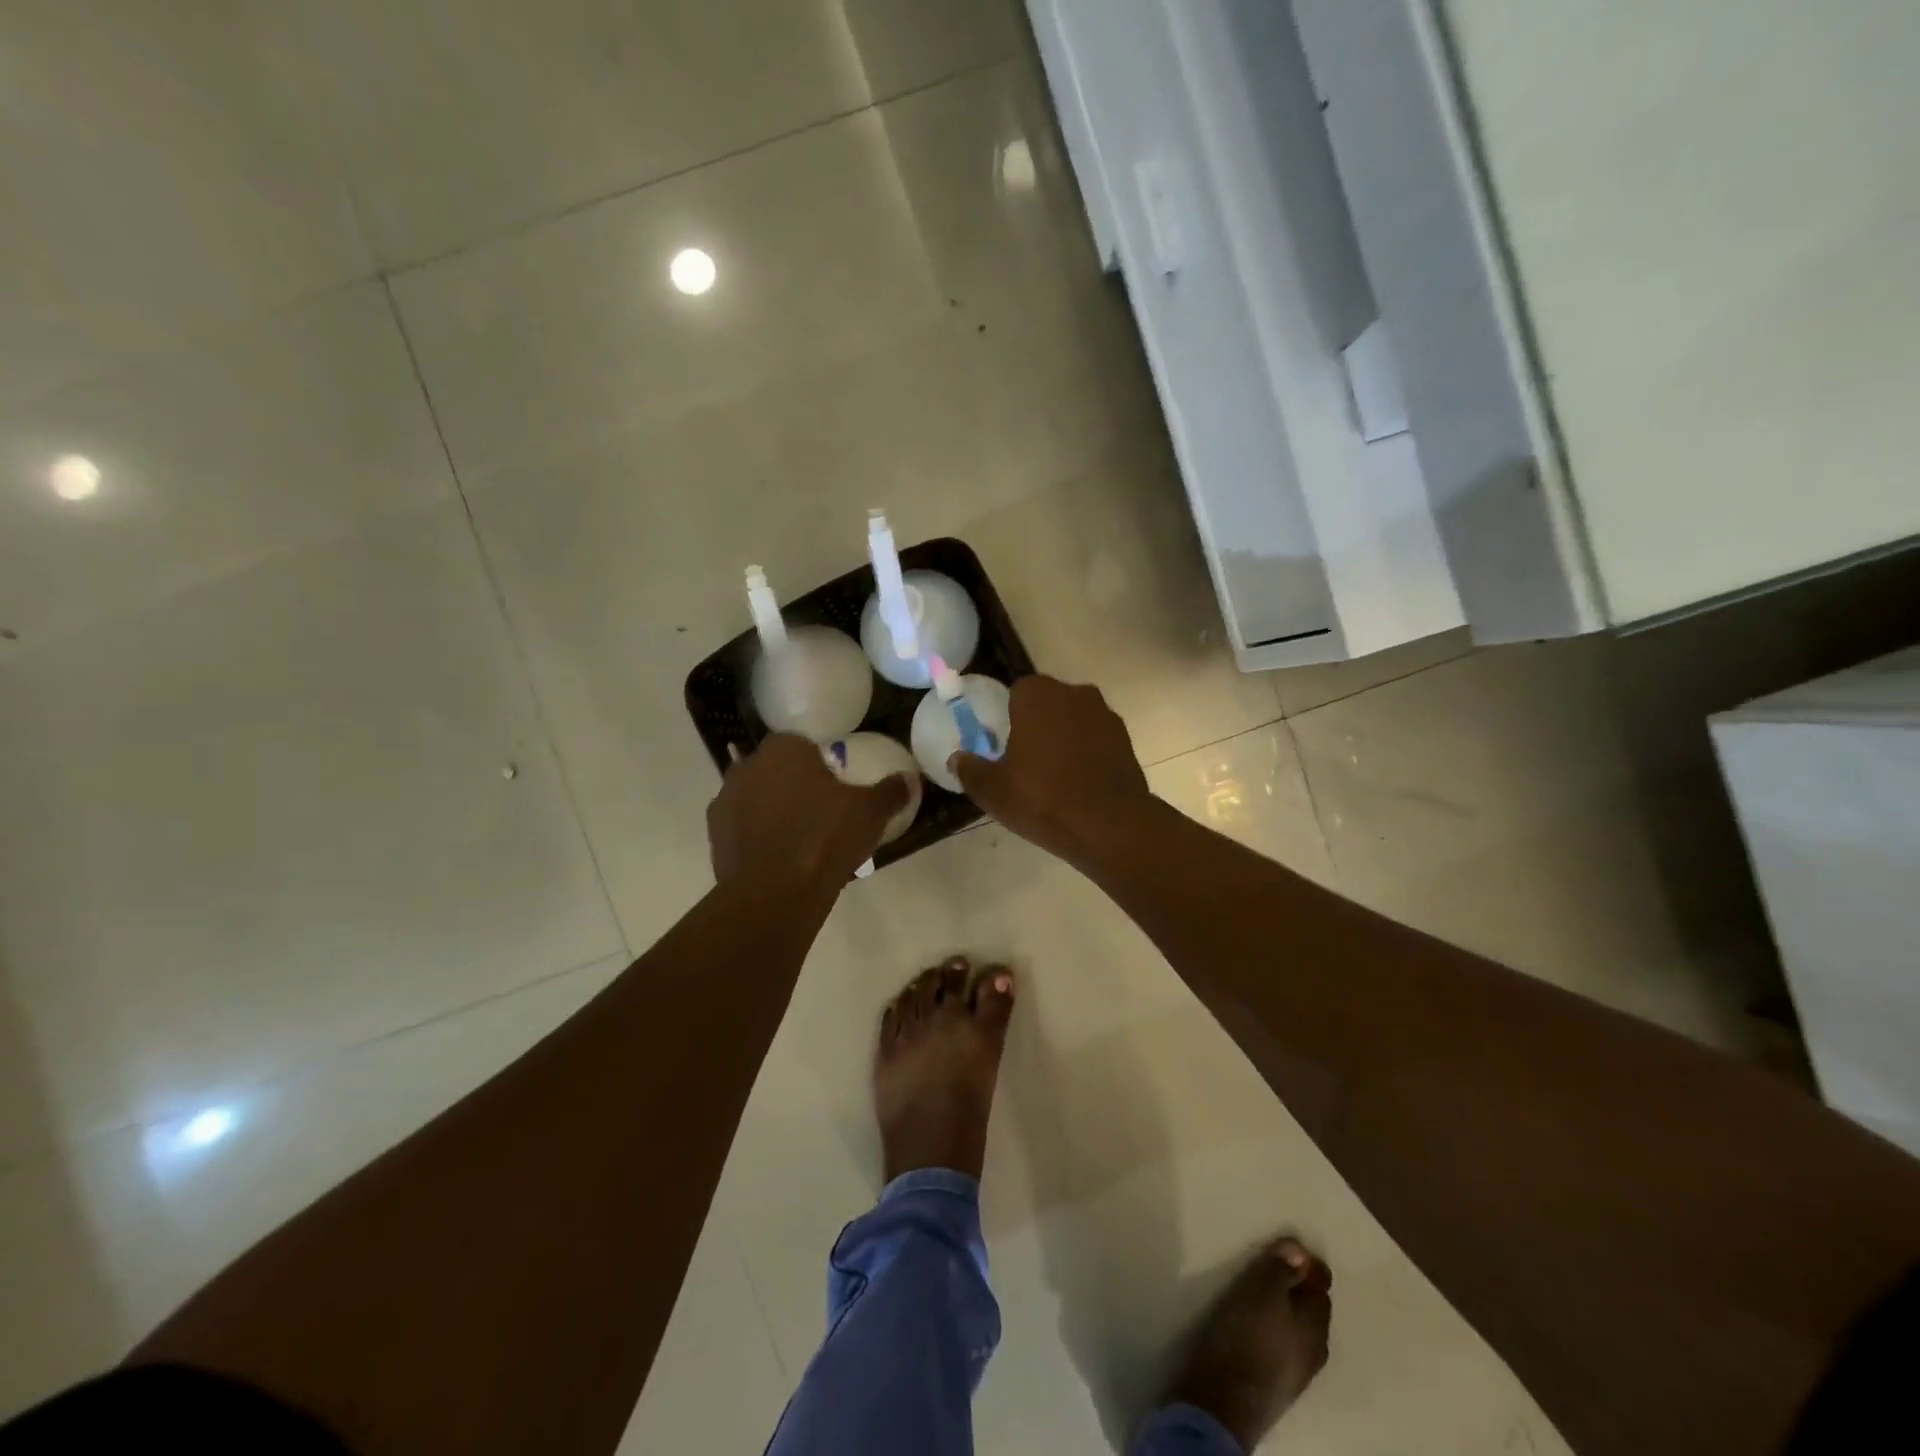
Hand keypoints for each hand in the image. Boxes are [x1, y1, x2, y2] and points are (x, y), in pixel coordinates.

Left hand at [708, 734, 909, 889]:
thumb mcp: (870, 812)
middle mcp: (748, 767)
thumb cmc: (825, 837)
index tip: (836, 786)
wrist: (775, 892)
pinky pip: (744, 829)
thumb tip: (910, 779)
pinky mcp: (715, 837)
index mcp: (783, 749)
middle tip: (822, 812)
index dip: (820, 763)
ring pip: (757, 799)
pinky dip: (759, 838)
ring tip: (802, 839)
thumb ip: (891, 791)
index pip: (801, 744)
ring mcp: (726, 802)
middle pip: (776, 770)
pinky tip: (781, 859)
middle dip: (795, 785)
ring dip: (774, 811)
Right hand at [949, 675, 1156, 866]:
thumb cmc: (1042, 798)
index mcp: (1038, 694)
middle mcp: (1074, 693)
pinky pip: (1096, 740)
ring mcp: (1105, 715)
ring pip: (1074, 720)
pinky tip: (1078, 784)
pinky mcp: (1126, 740)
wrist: (1109, 825)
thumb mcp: (992, 790)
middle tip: (1024, 761)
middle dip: (1037, 725)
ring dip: (1064, 738)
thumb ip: (969, 769)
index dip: (1008, 716)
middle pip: (1048, 703)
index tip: (1003, 744)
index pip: (1016, 692)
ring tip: (1053, 776)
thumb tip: (956, 759)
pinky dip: (1086, 754)